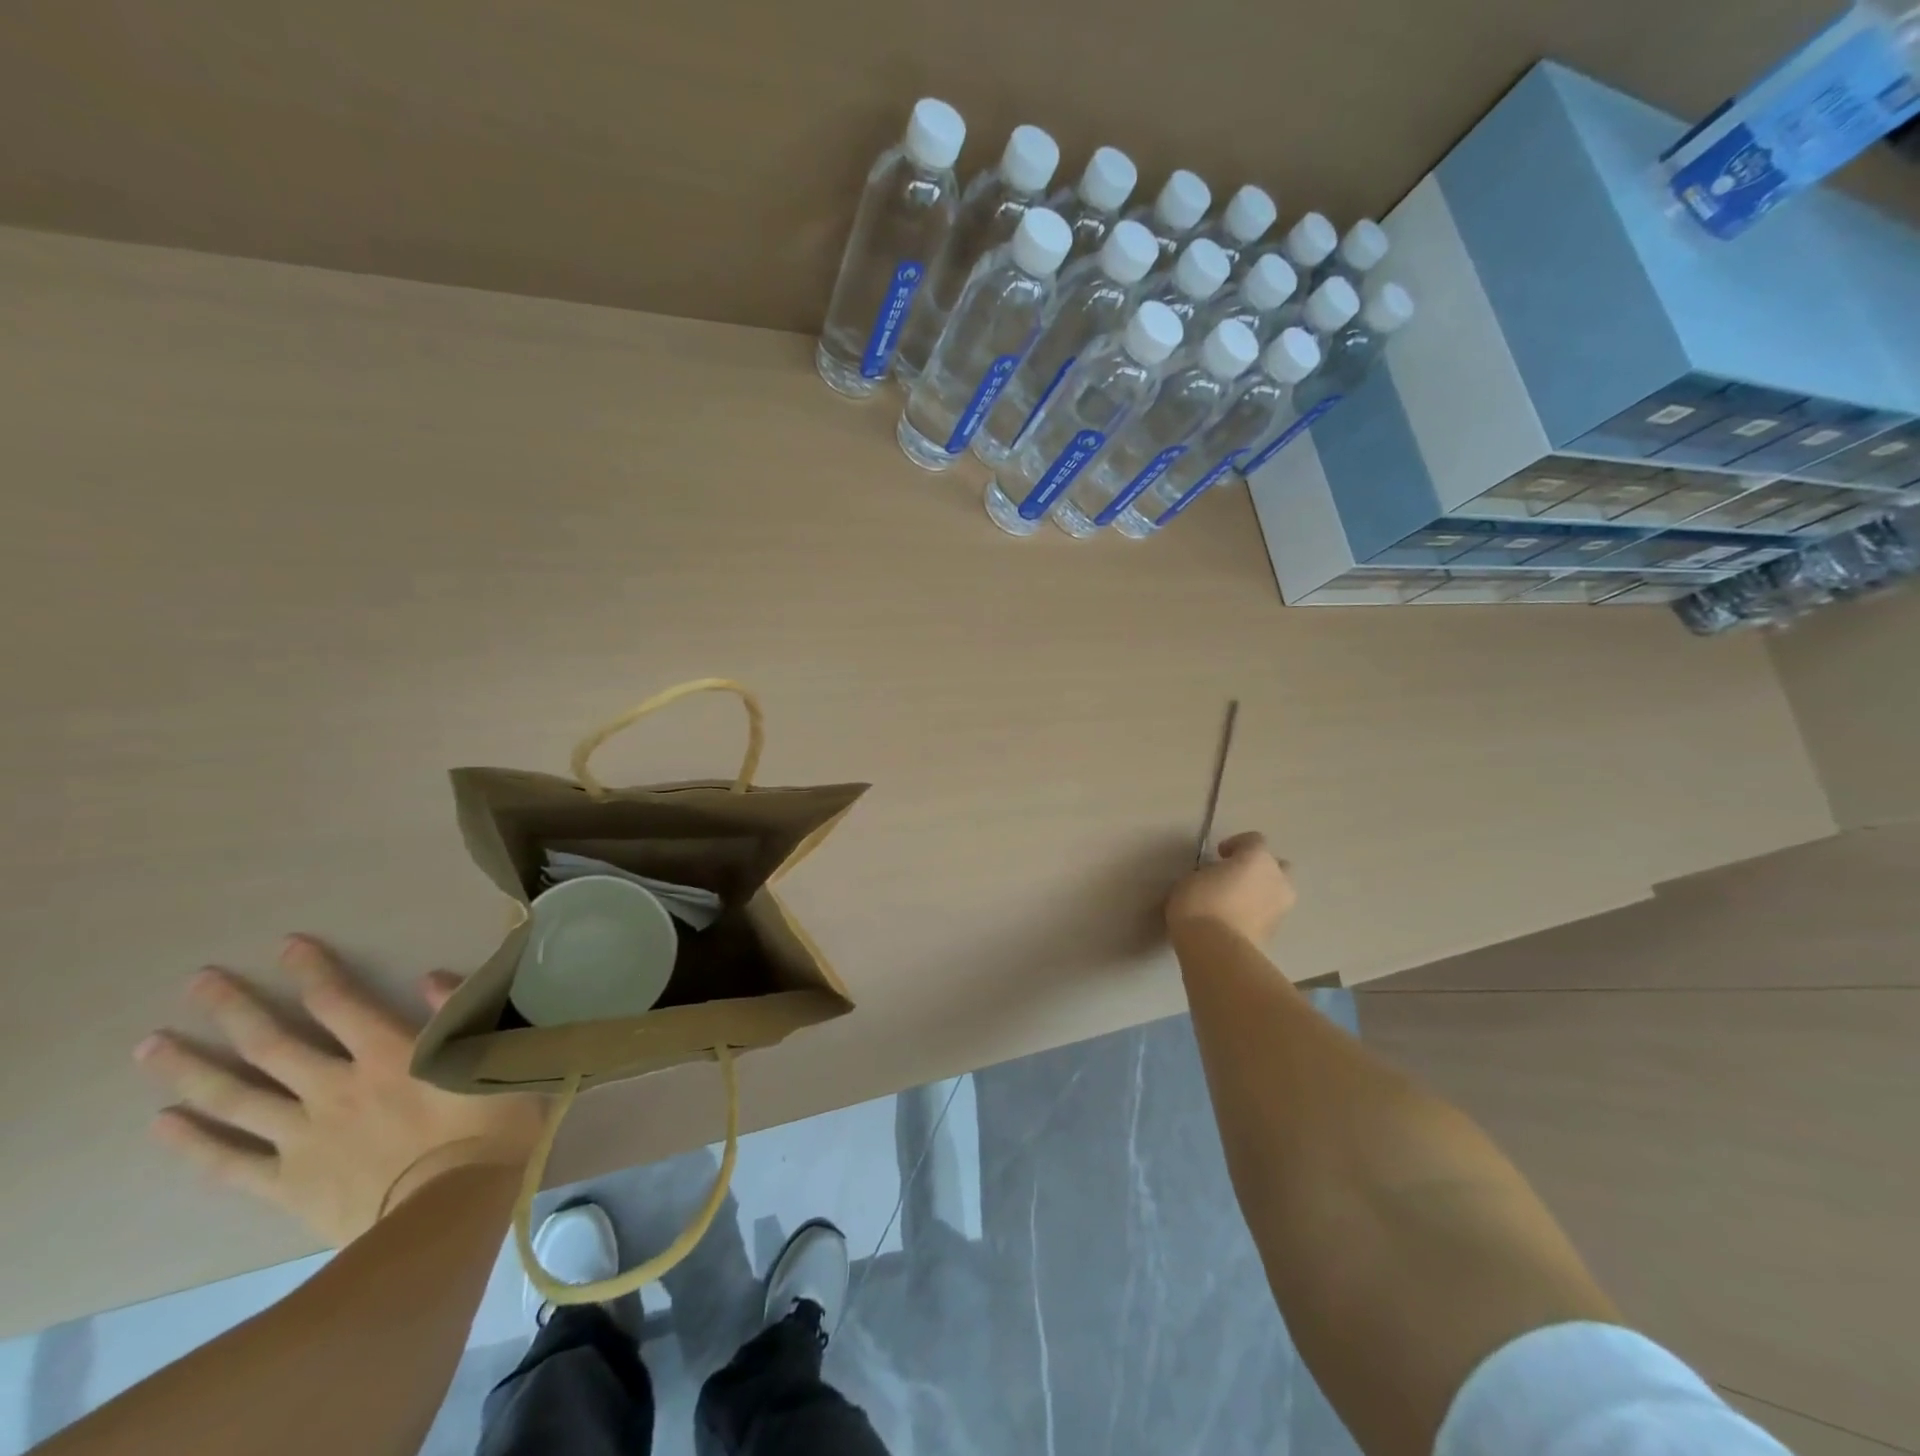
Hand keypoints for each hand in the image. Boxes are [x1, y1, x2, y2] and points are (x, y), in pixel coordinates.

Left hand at [135, 935, 545, 1246]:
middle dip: (235, 1009)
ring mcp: (303, 1137)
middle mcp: (336, 1087)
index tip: (288, 945)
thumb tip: (432, 977)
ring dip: (193, 1069)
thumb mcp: (495, 1061)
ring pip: (236, 1098)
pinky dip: (194, 1143)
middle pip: (273, 1043)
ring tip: (151, 1047)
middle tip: (198, 982)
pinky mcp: (288, 1183)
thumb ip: (461, 1017)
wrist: (449, 1212)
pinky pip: (230, 1162)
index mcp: (389, 1055)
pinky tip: (163, 1123)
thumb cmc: (488, 1128)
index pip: (341, 1003)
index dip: (314, 971)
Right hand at [1167, 831, 1296, 943]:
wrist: (1216, 949)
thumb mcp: (1192, 878)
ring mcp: (1281, 908)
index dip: (1236, 844)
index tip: (1219, 855)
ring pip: (1275, 893)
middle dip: (1259, 869)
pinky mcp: (1276, 934)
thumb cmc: (1200, 903)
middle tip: (1235, 877)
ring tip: (1234, 902)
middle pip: (1276, 866)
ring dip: (1259, 893)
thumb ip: (1210, 873)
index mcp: (1258, 858)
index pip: (1254, 840)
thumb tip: (1215, 879)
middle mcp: (1277, 879)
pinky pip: (1267, 915)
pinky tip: (1234, 921)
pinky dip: (1255, 915)